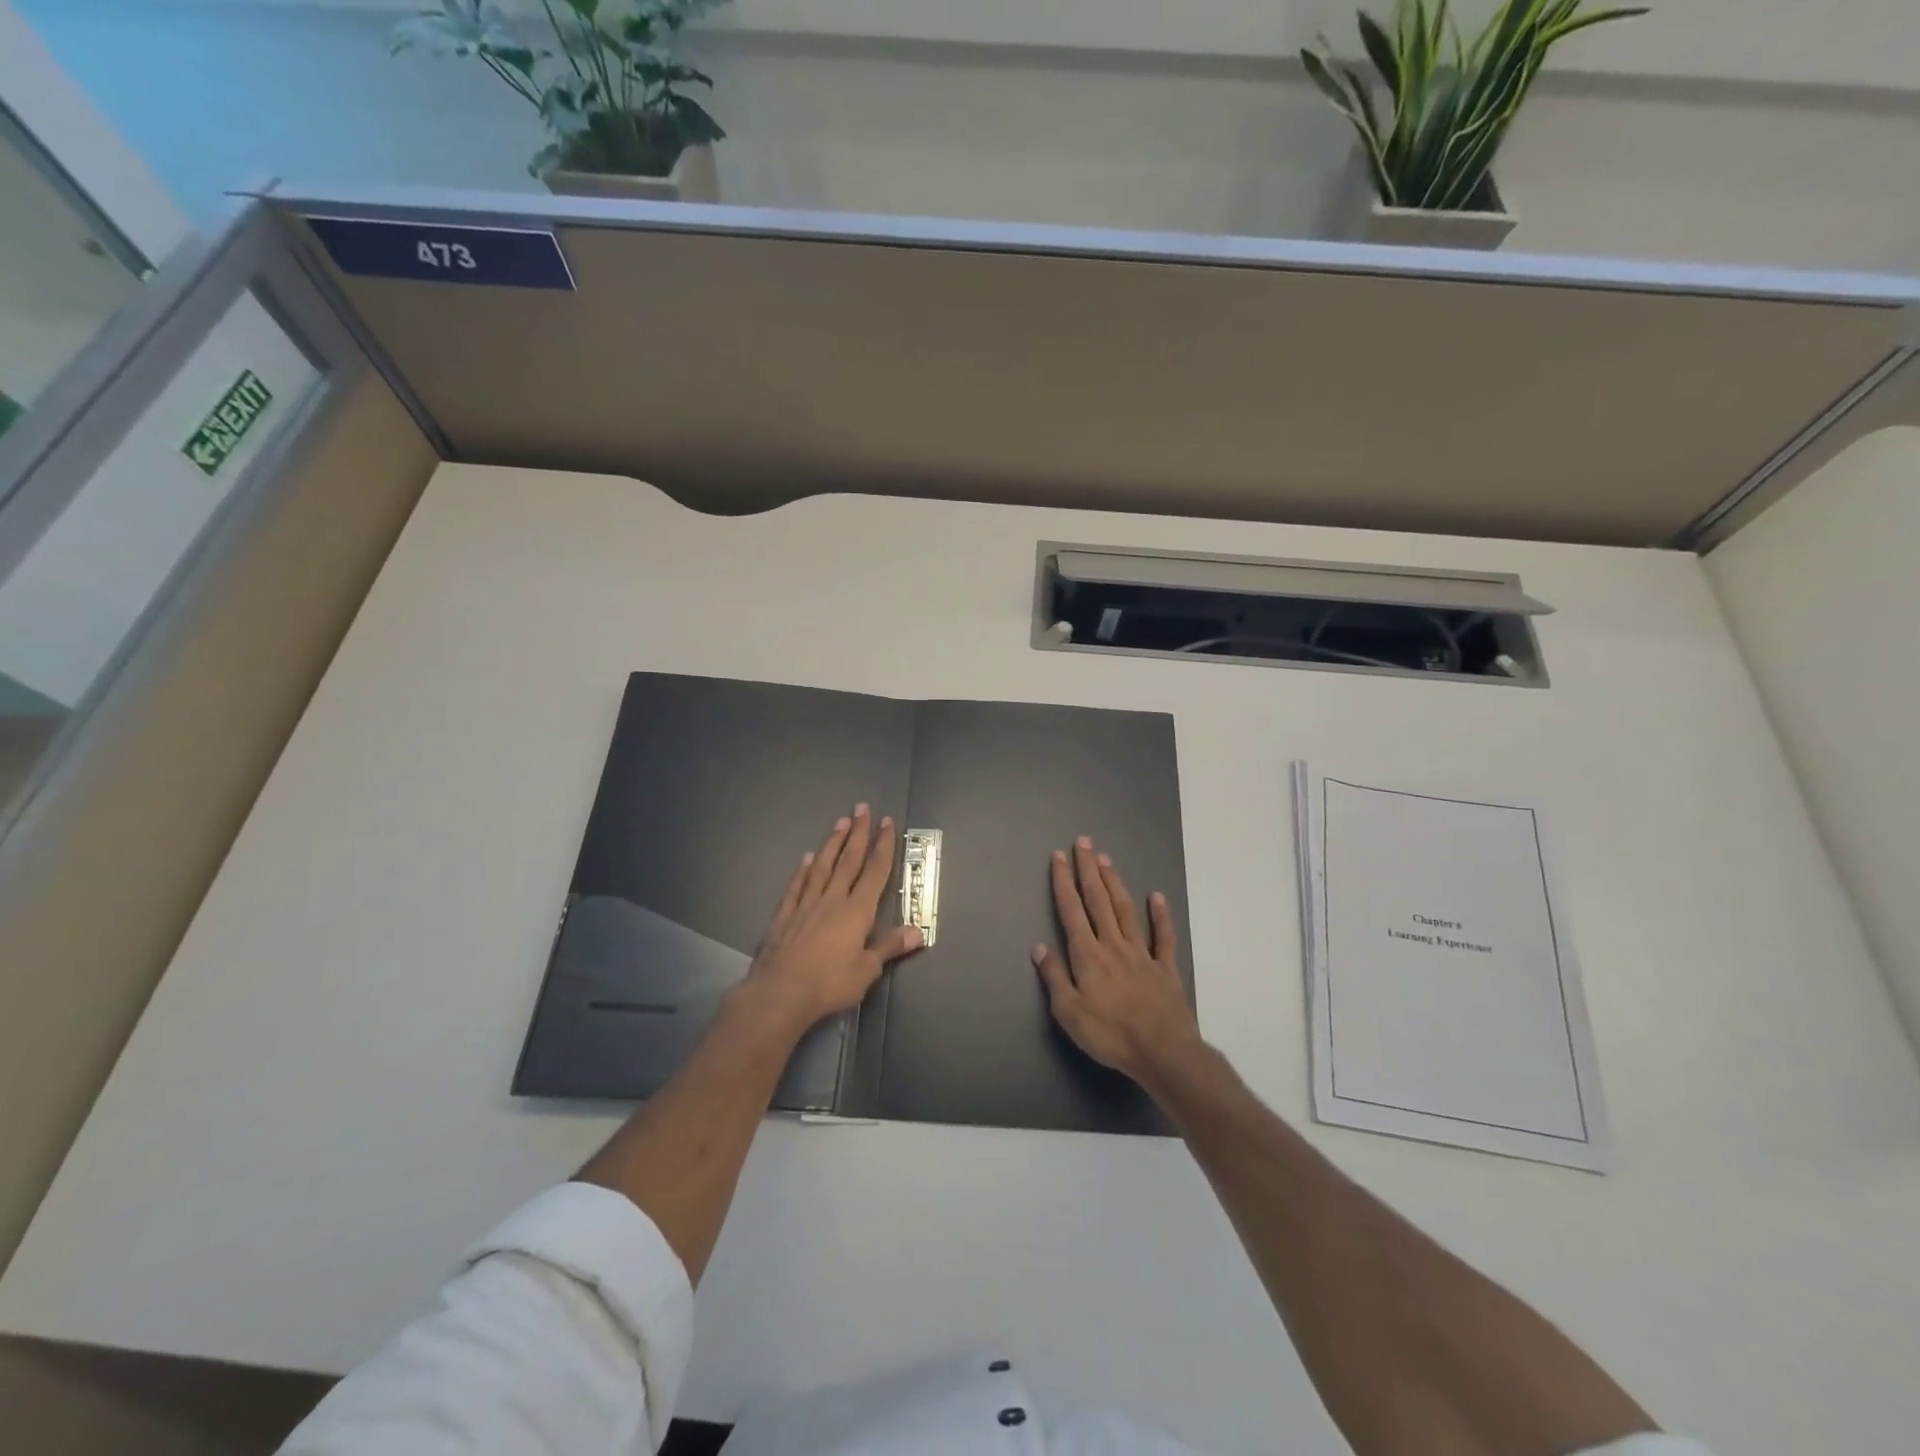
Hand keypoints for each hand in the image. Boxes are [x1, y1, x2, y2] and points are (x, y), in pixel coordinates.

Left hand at [742, 804, 921, 1029]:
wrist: (780, 993)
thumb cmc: (829, 983)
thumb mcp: (866, 970)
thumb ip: (890, 947)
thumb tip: (918, 932)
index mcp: (857, 911)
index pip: (874, 872)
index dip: (882, 846)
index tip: (886, 822)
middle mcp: (832, 900)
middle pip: (848, 860)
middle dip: (858, 833)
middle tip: (862, 808)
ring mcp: (805, 905)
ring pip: (822, 866)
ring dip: (832, 843)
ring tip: (839, 822)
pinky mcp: (784, 916)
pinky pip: (796, 886)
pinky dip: (803, 870)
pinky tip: (806, 858)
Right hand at [1033, 837, 1202, 1084]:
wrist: (1162, 1051)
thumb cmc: (1110, 1035)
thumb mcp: (1069, 1013)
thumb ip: (1055, 977)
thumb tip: (1039, 947)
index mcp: (1088, 955)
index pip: (1072, 911)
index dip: (1063, 882)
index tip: (1058, 857)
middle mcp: (1114, 945)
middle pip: (1099, 900)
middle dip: (1089, 870)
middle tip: (1084, 842)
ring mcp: (1142, 954)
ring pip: (1126, 910)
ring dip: (1115, 883)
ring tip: (1106, 859)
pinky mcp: (1165, 968)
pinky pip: (1163, 937)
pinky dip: (1160, 915)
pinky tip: (1157, 897)